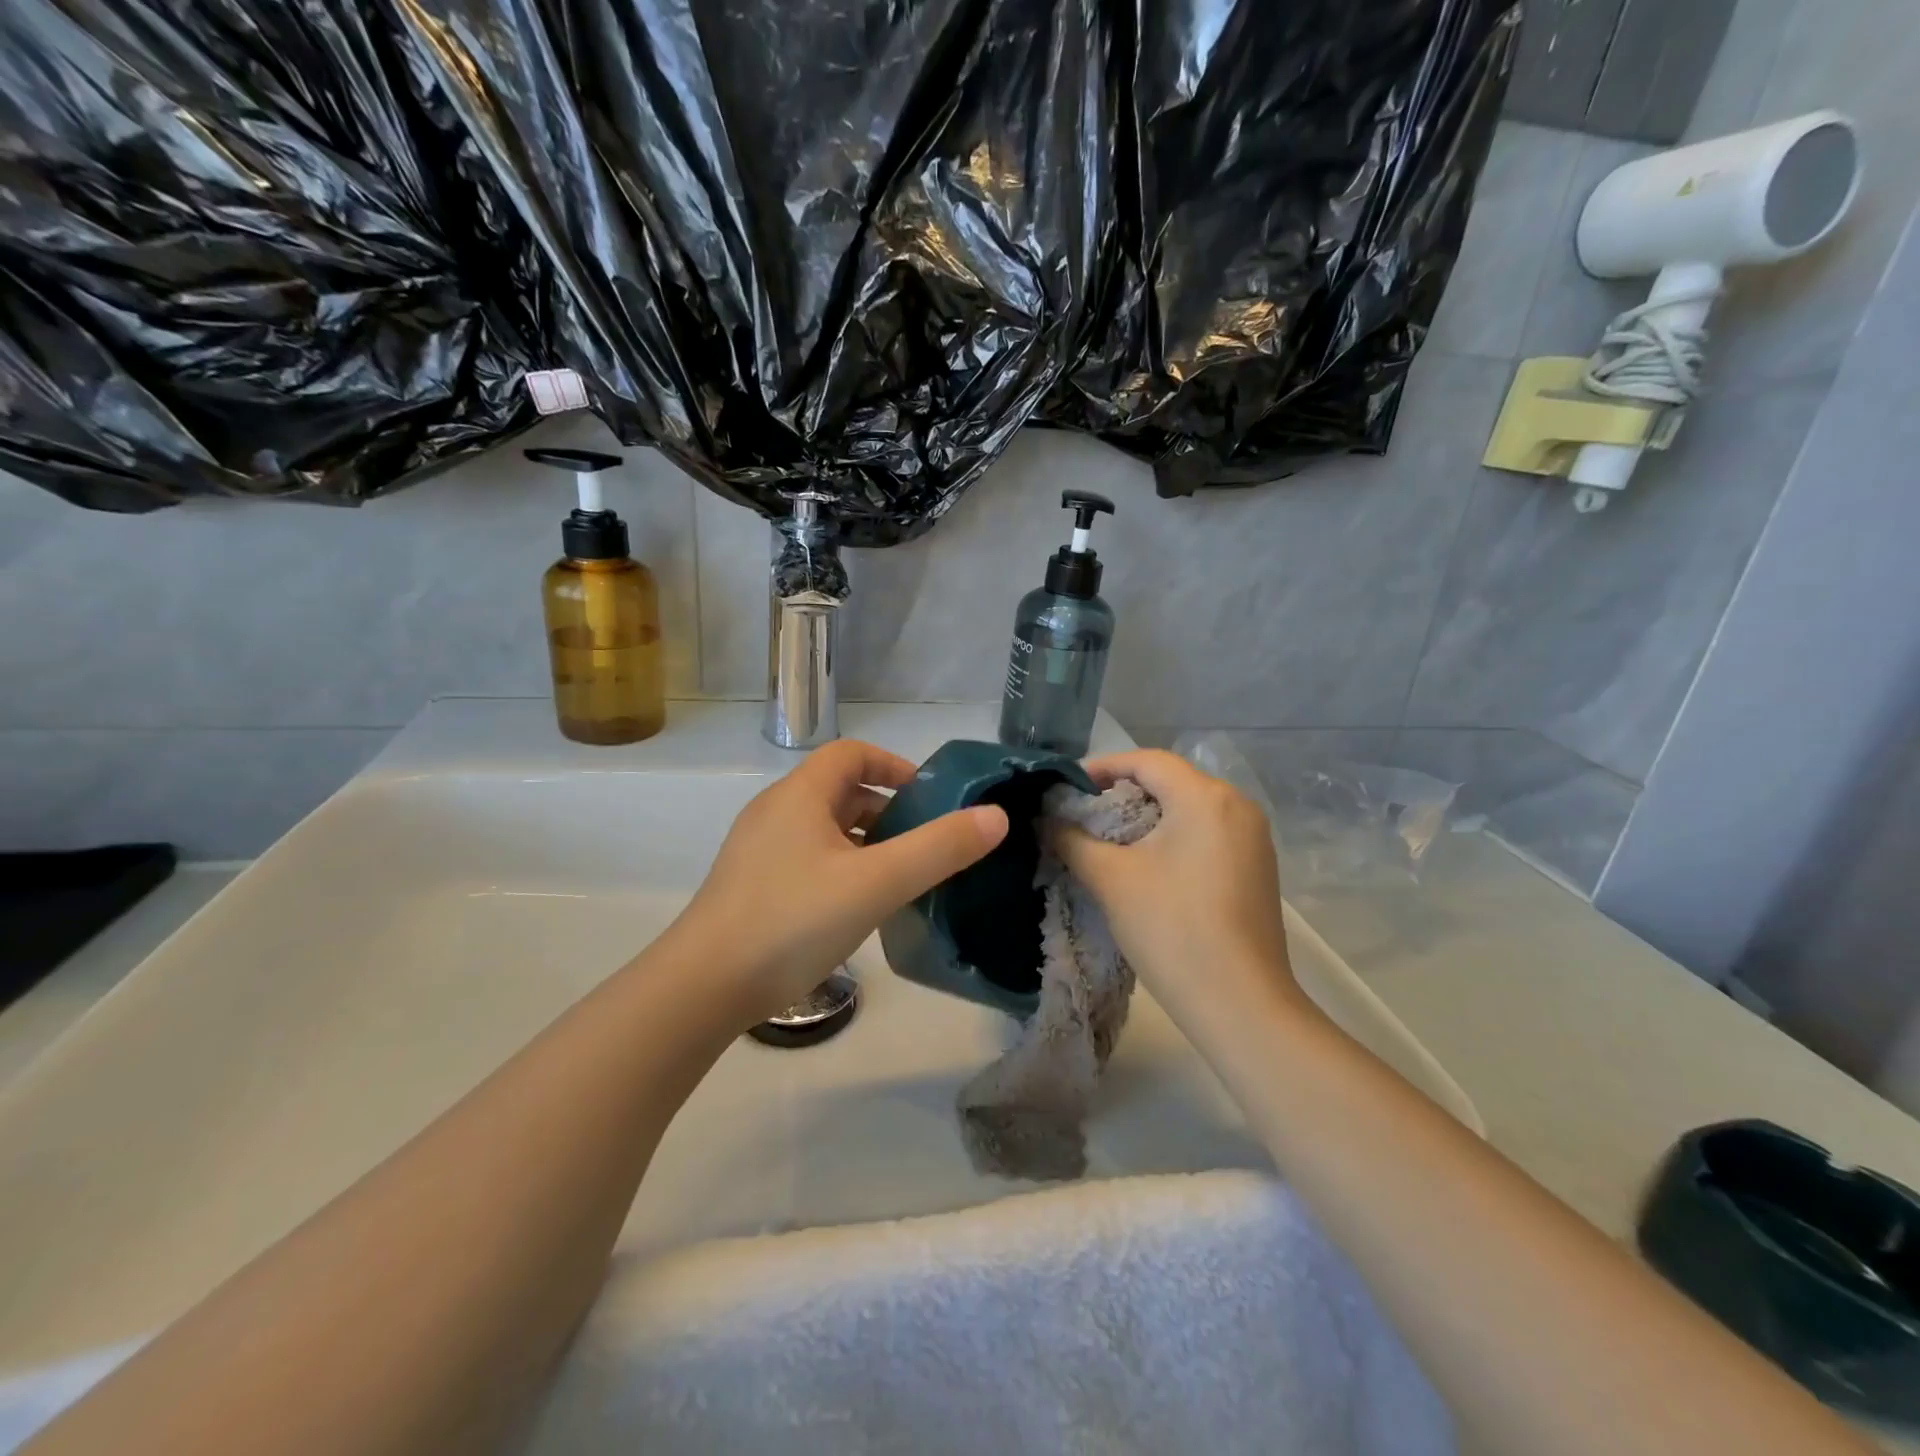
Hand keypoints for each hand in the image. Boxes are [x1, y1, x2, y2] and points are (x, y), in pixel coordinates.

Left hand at [664, 740, 1008, 1026]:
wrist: (702, 988)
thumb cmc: (792, 921)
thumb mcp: (876, 883)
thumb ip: (939, 848)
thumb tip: (996, 816)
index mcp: (800, 794)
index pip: (852, 753)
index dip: (894, 765)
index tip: (929, 799)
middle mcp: (775, 812)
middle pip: (840, 792)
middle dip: (887, 811)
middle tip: (924, 847)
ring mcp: (758, 851)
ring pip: (825, 830)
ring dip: (866, 844)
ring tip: (899, 880)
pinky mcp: (751, 887)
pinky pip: (808, 860)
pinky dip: (841, 869)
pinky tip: (857, 909)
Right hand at [1050, 750, 1303, 1028]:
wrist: (1240, 1004)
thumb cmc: (1171, 928)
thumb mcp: (1110, 878)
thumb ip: (1072, 838)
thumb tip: (1047, 819)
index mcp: (1206, 797)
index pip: (1146, 761)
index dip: (1101, 767)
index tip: (1066, 788)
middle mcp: (1237, 805)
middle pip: (1170, 781)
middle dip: (1121, 793)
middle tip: (1082, 814)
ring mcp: (1253, 838)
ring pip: (1189, 809)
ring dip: (1147, 817)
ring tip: (1108, 840)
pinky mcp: (1257, 867)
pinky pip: (1207, 833)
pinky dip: (1172, 837)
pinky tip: (1147, 864)